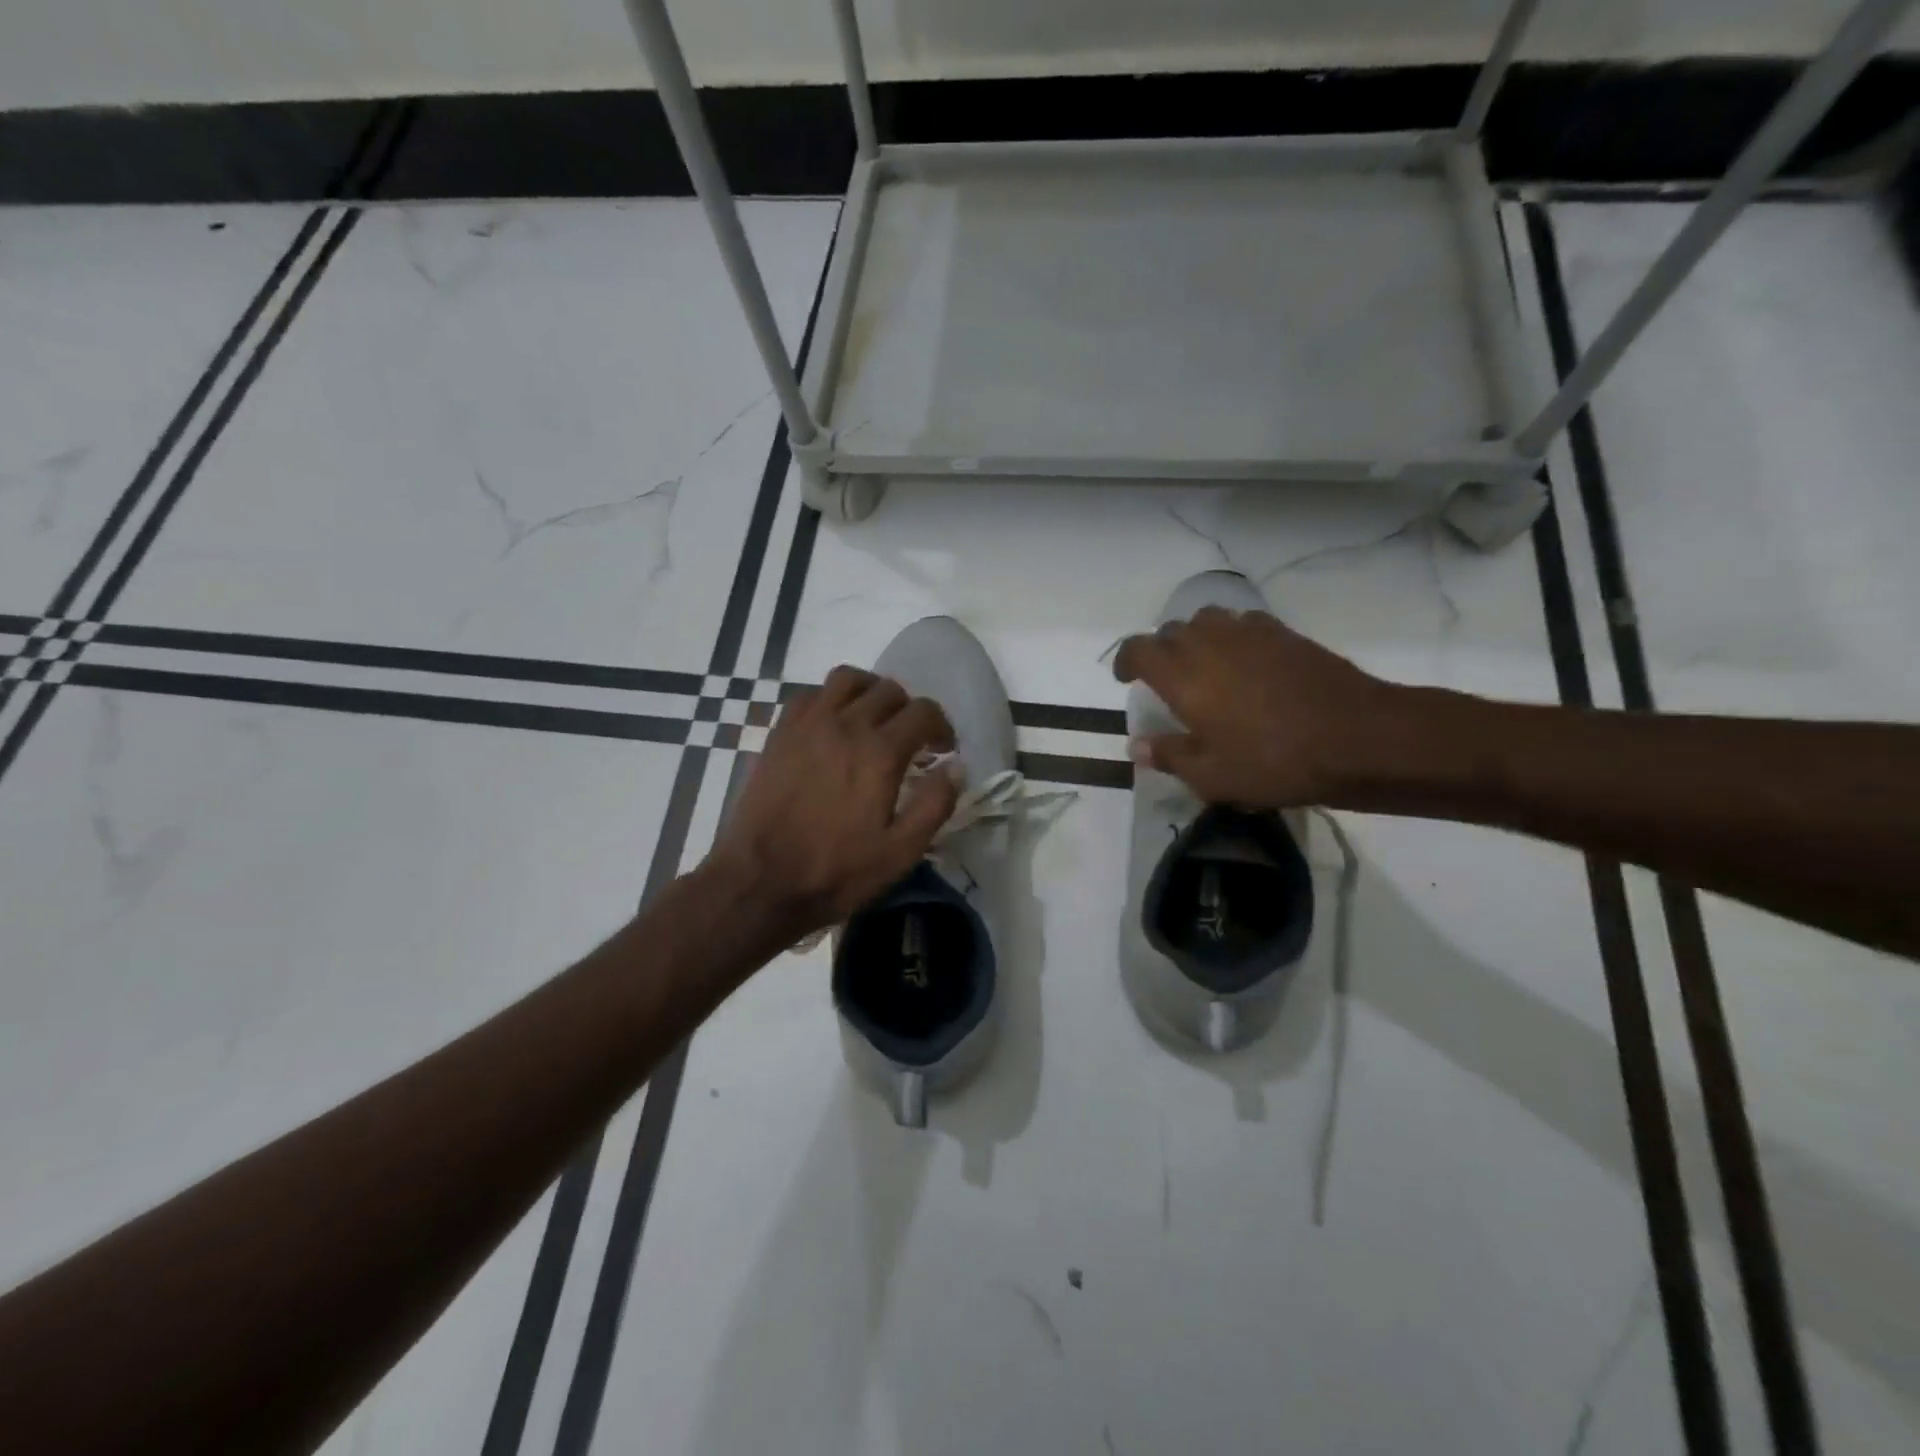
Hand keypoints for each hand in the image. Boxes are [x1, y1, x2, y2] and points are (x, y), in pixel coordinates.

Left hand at [704, 666, 958, 938]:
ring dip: (870, 692)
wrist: (760, 882)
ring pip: (848, 679)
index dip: (942, 727)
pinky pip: (810, 694)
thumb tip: (956, 768)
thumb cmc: (836, 871)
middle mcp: (845, 725)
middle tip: (911, 741)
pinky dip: (830, 699)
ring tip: (873, 720)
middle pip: (889, 690)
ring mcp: (808, 725)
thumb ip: (935, 805)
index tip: (942, 751)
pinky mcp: (779, 733)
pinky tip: (833, 726)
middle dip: (909, 711)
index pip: (924, 712)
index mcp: (880, 752)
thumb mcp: (901, 852)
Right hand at [1113, 607, 1400, 807]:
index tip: (1126, 678)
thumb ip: (1169, 756)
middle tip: (1166, 680)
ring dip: (1195, 637)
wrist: (1357, 737)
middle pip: (1171, 630)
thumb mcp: (1212, 776)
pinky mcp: (1284, 633)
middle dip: (1160, 650)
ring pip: (1207, 619)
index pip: (1138, 649)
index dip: (1126, 660)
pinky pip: (1244, 622)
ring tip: (1203, 664)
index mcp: (1183, 676)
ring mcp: (1249, 633)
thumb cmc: (1274, 762)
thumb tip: (1137, 746)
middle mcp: (1209, 644)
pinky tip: (1245, 660)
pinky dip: (1232, 635)